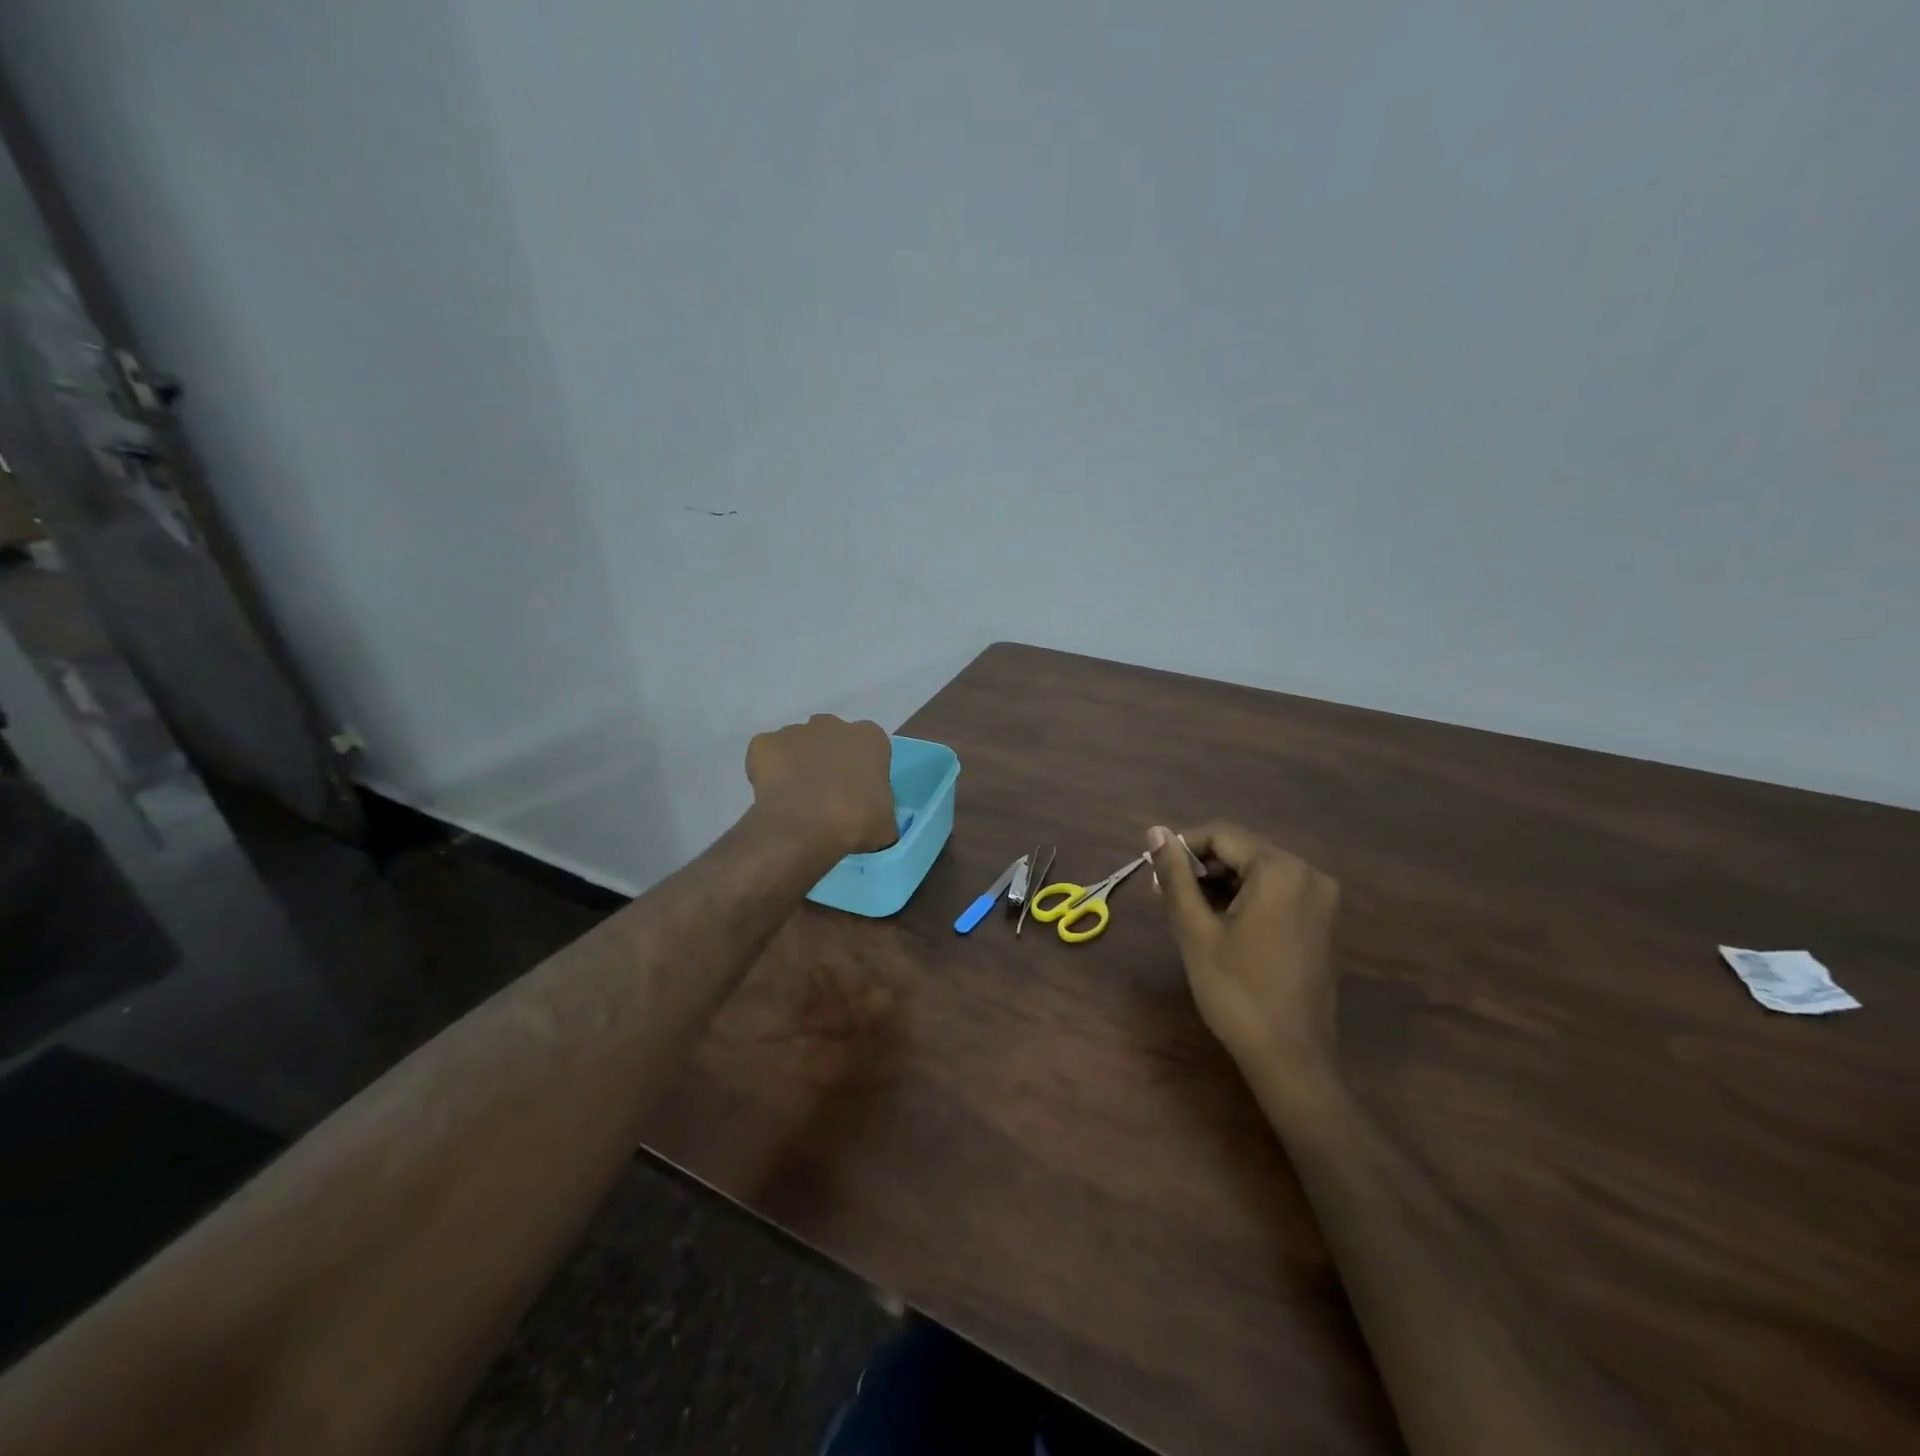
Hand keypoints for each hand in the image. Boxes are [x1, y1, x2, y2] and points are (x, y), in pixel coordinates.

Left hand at [746, 714, 896, 856]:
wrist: (806, 826)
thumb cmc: (856, 820)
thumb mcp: (886, 824)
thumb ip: (882, 813)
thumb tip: (875, 822)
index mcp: (869, 737)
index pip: (870, 749)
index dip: (862, 771)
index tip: (857, 795)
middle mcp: (832, 724)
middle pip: (832, 739)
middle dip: (829, 760)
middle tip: (827, 795)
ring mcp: (795, 731)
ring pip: (798, 745)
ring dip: (799, 764)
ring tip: (797, 799)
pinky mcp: (764, 743)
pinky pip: (766, 755)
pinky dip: (767, 771)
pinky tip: (774, 795)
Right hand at [1147, 822, 1341, 1082]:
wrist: (1291, 1058)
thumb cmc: (1236, 992)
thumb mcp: (1196, 930)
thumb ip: (1176, 876)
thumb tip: (1156, 831)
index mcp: (1280, 871)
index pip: (1222, 835)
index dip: (1184, 847)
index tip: (1156, 872)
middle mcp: (1309, 875)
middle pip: (1243, 851)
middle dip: (1203, 867)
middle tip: (1167, 895)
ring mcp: (1323, 900)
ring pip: (1260, 872)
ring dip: (1223, 884)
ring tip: (1191, 913)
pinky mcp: (1325, 923)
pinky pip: (1279, 892)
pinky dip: (1248, 898)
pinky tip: (1224, 925)